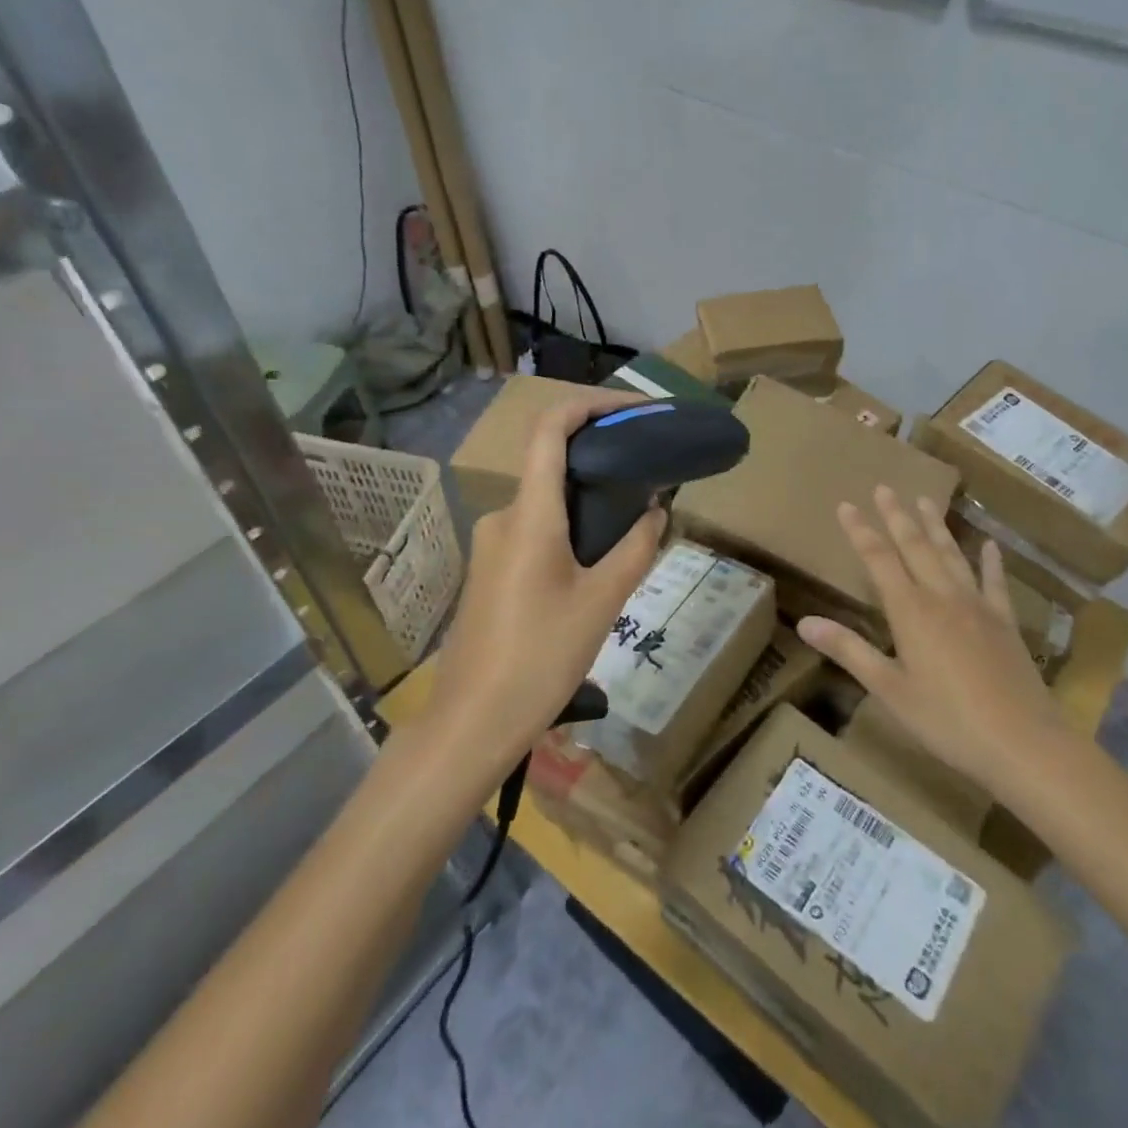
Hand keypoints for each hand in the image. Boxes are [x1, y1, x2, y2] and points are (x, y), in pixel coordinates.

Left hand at [429, 390, 666, 768]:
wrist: (472, 723)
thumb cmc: (539, 658)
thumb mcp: (602, 603)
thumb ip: (635, 550)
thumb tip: (655, 512)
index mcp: (530, 515)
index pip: (550, 430)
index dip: (590, 404)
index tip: (634, 408)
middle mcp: (505, 518)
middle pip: (553, 465)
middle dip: (602, 459)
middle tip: (651, 470)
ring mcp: (492, 546)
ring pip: (548, 503)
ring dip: (590, 501)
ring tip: (635, 521)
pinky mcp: (491, 572)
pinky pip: (536, 531)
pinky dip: (572, 529)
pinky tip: (600, 562)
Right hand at [797, 487, 1070, 800]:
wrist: (1022, 742)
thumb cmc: (946, 720)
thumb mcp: (889, 689)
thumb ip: (849, 650)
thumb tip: (804, 622)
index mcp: (910, 611)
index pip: (879, 559)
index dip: (860, 531)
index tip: (846, 504)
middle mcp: (942, 597)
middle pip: (916, 547)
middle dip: (897, 516)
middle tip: (885, 487)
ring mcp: (978, 606)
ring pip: (951, 555)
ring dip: (936, 526)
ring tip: (924, 499)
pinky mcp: (1005, 622)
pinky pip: (995, 582)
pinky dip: (990, 561)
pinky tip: (989, 544)